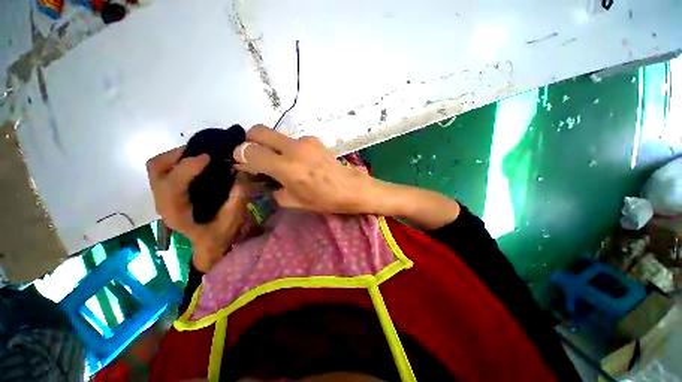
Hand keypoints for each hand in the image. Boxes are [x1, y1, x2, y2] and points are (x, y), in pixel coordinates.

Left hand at [147, 147, 247, 271]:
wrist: (207, 245)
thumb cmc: (218, 236)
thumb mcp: (232, 221)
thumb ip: (236, 200)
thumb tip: (240, 175)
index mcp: (176, 212)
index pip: (172, 183)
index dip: (188, 166)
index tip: (209, 157)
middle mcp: (163, 202)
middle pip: (156, 169)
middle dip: (177, 155)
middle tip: (202, 152)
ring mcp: (163, 197)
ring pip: (157, 167)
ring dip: (177, 156)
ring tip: (200, 155)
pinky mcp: (168, 193)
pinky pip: (165, 170)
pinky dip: (178, 161)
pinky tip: (198, 163)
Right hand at [232, 125, 375, 213]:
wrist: (351, 188)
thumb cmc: (324, 200)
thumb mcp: (294, 201)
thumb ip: (272, 188)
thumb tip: (262, 178)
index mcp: (287, 168)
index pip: (249, 151)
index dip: (240, 156)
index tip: (243, 164)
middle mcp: (294, 148)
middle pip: (258, 130)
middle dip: (250, 141)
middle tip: (255, 157)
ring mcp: (305, 140)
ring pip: (276, 135)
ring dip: (271, 146)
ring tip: (281, 162)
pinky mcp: (314, 139)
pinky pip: (292, 140)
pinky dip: (287, 148)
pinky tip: (299, 160)